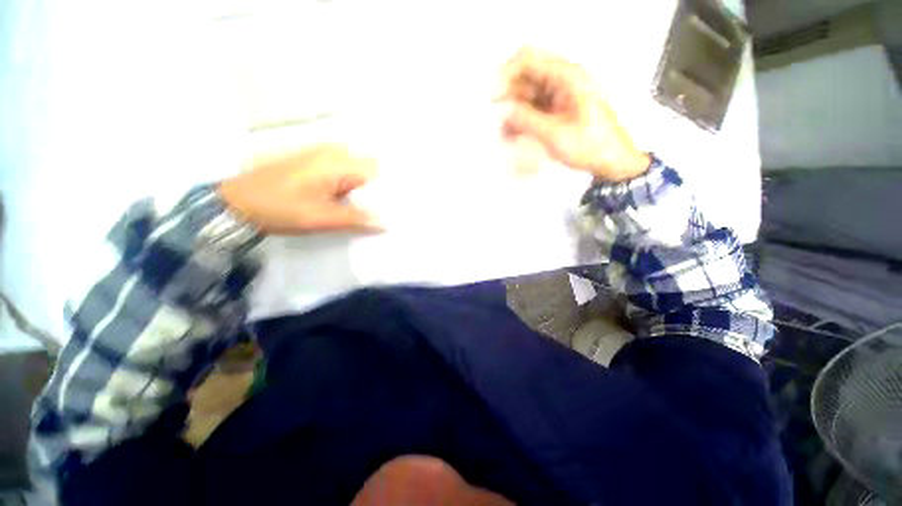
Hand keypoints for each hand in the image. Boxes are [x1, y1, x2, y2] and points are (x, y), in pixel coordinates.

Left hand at [218, 145, 380, 234]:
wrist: (238, 202)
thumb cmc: (281, 208)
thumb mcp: (322, 218)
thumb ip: (357, 219)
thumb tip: (386, 223)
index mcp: (338, 162)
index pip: (378, 172)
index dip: (389, 190)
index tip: (396, 207)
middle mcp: (334, 152)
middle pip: (370, 169)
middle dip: (379, 190)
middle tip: (387, 211)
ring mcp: (323, 155)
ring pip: (358, 171)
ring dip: (366, 190)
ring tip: (373, 209)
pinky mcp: (315, 163)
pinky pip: (345, 172)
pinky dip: (353, 188)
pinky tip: (354, 203)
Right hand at [500, 48, 650, 181]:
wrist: (610, 161)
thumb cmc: (588, 145)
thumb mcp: (555, 134)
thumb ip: (526, 119)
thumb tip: (502, 109)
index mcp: (566, 76)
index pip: (528, 60)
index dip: (506, 74)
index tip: (493, 97)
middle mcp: (560, 80)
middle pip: (524, 78)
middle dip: (508, 98)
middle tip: (498, 121)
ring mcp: (557, 95)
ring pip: (525, 96)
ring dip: (512, 113)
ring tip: (504, 135)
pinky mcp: (555, 110)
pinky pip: (532, 109)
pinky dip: (520, 120)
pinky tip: (513, 135)